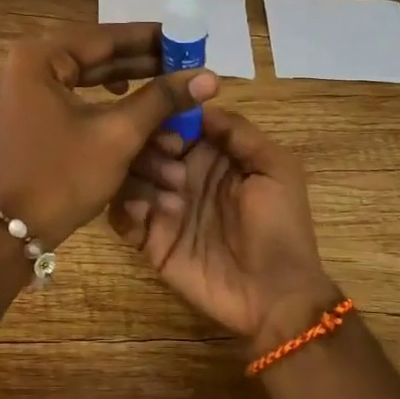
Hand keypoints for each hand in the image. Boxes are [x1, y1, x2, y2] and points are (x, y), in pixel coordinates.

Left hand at [0, 23, 218, 247]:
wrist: (11, 233)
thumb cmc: (62, 177)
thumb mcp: (117, 135)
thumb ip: (161, 99)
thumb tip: (208, 77)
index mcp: (38, 58)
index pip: (105, 37)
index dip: (151, 39)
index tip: (188, 37)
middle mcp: (28, 66)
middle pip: (98, 59)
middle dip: (146, 69)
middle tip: (187, 67)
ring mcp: (27, 93)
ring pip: (91, 85)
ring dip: (133, 97)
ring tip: (174, 98)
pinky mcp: (33, 118)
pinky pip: (78, 104)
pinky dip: (110, 112)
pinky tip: (139, 115)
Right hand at [108, 107, 341, 345]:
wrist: (274, 295)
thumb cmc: (280, 227)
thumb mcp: (276, 169)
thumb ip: (239, 132)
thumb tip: (199, 103)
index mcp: (211, 155)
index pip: (175, 123)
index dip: (169, 121)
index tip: (176, 137)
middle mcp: (182, 175)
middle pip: (146, 145)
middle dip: (152, 151)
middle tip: (174, 173)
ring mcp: (163, 207)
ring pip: (128, 175)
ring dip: (142, 180)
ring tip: (169, 202)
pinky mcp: (148, 239)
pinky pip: (120, 214)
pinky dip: (125, 208)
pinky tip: (147, 215)